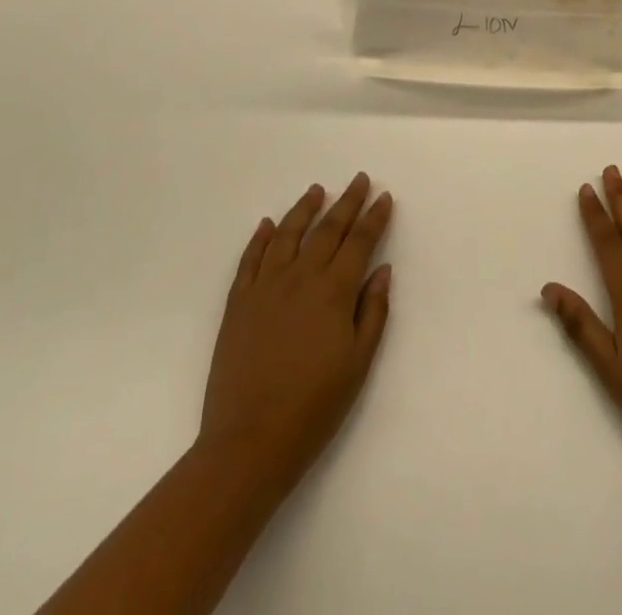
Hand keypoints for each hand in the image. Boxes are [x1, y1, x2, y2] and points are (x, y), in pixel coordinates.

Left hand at [198, 174, 393, 498]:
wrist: (249, 442)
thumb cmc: (314, 407)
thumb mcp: (358, 363)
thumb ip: (372, 311)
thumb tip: (382, 269)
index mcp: (334, 291)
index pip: (359, 242)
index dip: (374, 217)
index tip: (384, 197)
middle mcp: (301, 277)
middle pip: (328, 229)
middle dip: (347, 202)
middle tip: (360, 180)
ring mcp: (265, 286)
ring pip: (287, 234)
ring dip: (304, 208)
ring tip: (316, 190)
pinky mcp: (238, 302)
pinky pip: (250, 259)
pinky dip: (260, 237)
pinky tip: (267, 224)